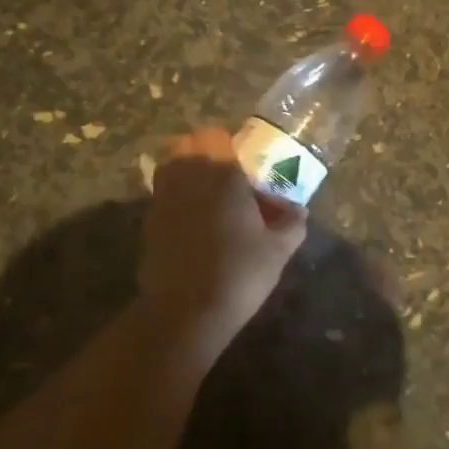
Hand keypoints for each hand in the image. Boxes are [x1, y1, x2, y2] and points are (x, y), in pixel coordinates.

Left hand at [139, 128, 306, 346]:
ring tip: (212, 202)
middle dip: (205, 155)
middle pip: (187, 146)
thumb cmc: (239, 272)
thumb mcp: (278, 249)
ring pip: (171, 169)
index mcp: (220, 173)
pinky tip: (196, 228)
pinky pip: (164, 197)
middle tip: (228, 180)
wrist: (186, 312)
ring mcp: (162, 199)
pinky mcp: (149, 223)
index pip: (218, 137)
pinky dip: (177, 202)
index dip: (231, 146)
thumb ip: (292, 223)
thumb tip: (299, 210)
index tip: (247, 166)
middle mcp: (186, 177)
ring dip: (188, 176)